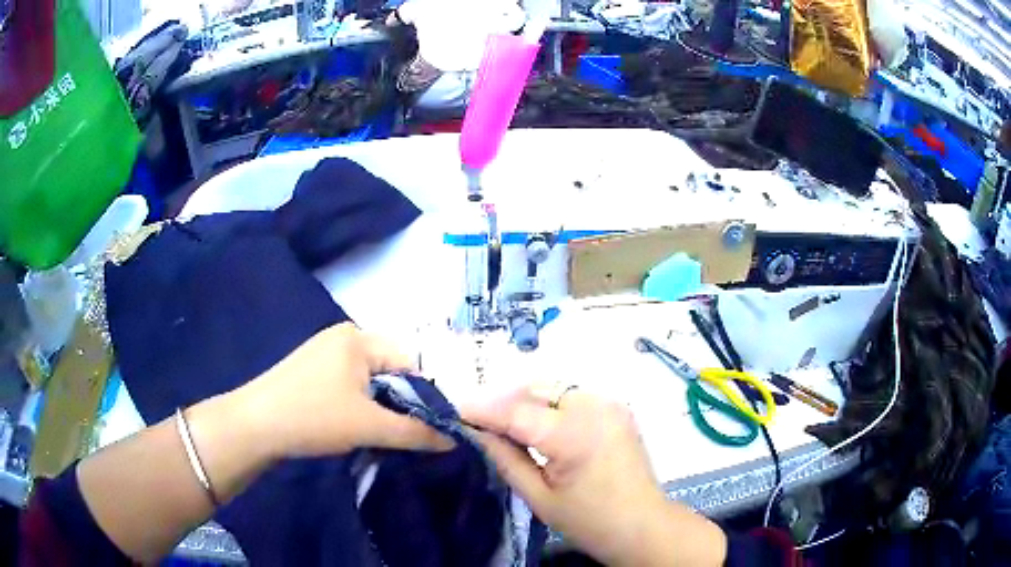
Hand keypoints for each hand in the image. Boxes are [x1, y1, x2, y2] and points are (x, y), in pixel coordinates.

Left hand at [236, 323, 452, 459]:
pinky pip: (351, 385)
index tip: (433, 427)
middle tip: (408, 434)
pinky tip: (356, 426)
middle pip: (391, 370)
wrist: (254, 425)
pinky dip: (361, 405)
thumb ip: (415, 432)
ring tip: (383, 434)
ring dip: (381, 407)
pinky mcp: (313, 371)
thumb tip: (453, 440)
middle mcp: (344, 337)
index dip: (426, 396)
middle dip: (402, 403)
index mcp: (359, 338)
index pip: (411, 363)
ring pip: (371, 381)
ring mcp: (325, 353)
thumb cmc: (314, 417)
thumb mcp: (369, 426)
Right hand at [463, 386, 726, 566]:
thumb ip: (506, 458)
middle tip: (478, 420)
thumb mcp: (539, 497)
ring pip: (554, 388)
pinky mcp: (617, 408)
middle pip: (536, 389)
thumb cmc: (590, 521)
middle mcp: (595, 407)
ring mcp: (610, 404)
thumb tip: (476, 432)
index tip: (454, 410)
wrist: (643, 525)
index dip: (482, 409)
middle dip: (504, 400)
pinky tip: (537, 423)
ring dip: (526, 400)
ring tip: (504, 423)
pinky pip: (574, 396)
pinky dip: (550, 404)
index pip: (516, 411)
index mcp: (575, 434)